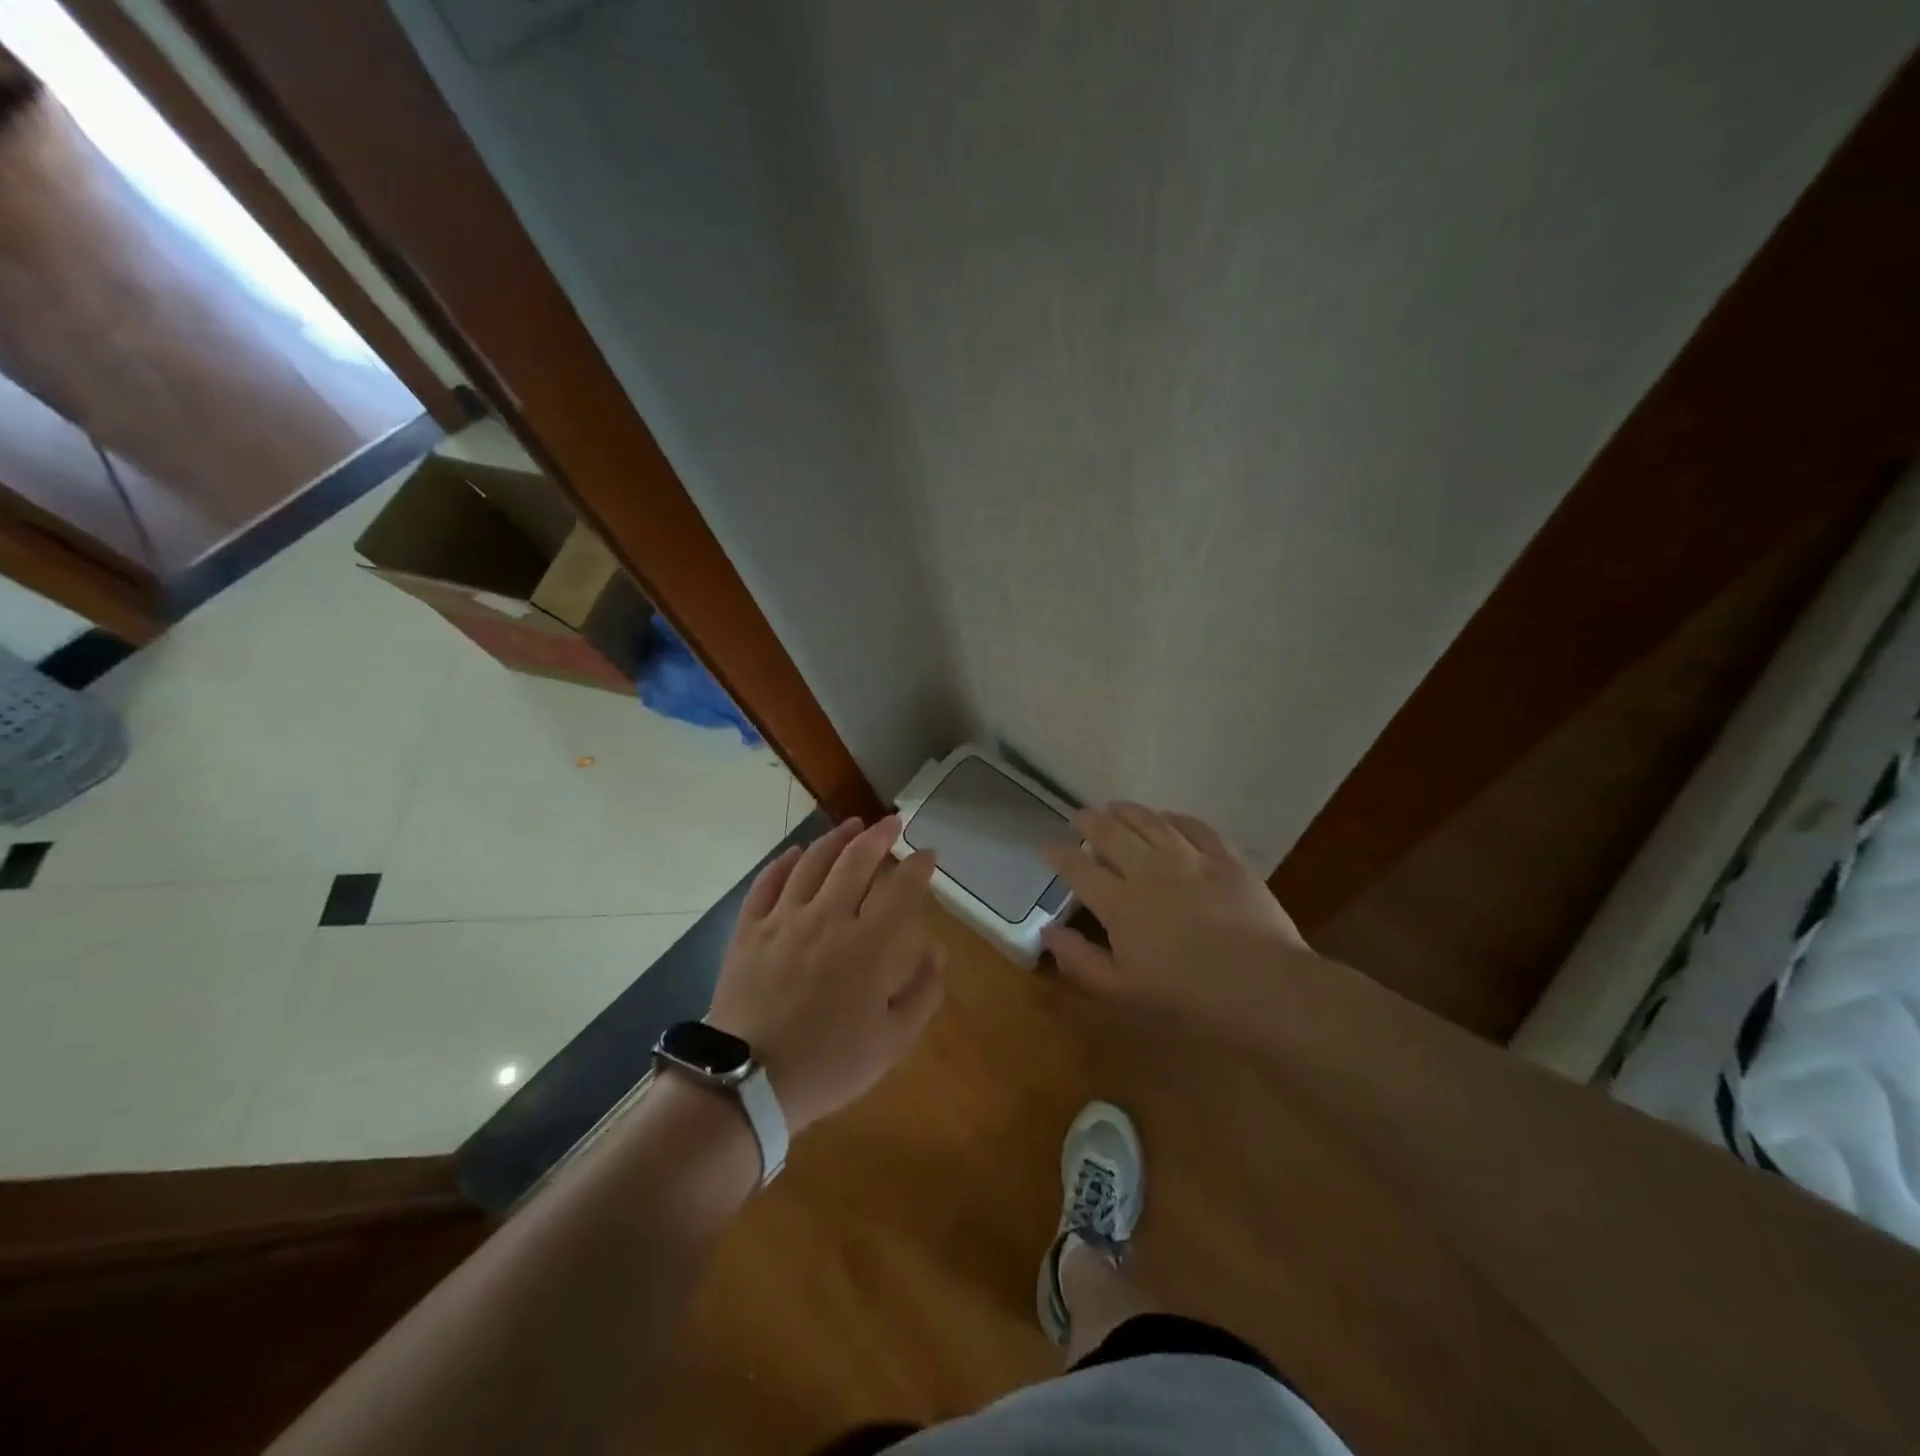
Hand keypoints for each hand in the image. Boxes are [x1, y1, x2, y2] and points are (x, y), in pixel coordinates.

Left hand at [707, 816, 943, 1134]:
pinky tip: (796, 853)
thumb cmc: (829, 1065)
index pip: (900, 889)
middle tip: (893, 823)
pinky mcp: (749, 930)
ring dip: (836, 838)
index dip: (918, 866)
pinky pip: (767, 883)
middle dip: (879, 835)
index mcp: (867, 945)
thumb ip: (923, 992)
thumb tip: (937, 949)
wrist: (748, 1084)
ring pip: (812, 862)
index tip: (929, 853)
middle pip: (856, 860)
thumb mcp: (893, 1041)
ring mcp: (783, 920)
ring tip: (852, 825)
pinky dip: (784, 862)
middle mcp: (826, 919)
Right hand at [1040, 802, 1314, 1039]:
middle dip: (1089, 821)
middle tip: (1079, 816)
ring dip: (1128, 811)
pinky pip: (1196, 827)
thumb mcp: (1122, 991)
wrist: (1261, 987)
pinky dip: (1176, 818)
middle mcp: (1148, 871)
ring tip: (1115, 806)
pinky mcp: (1226, 859)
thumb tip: (1048, 933)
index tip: (1047, 847)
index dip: (1059, 855)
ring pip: (1151, 823)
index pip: (1079, 869)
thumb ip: (1081, 960)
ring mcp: (1190, 860)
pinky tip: (1168, 817)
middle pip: (1111, 834)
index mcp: (1119, 903)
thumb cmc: (1187, 998)